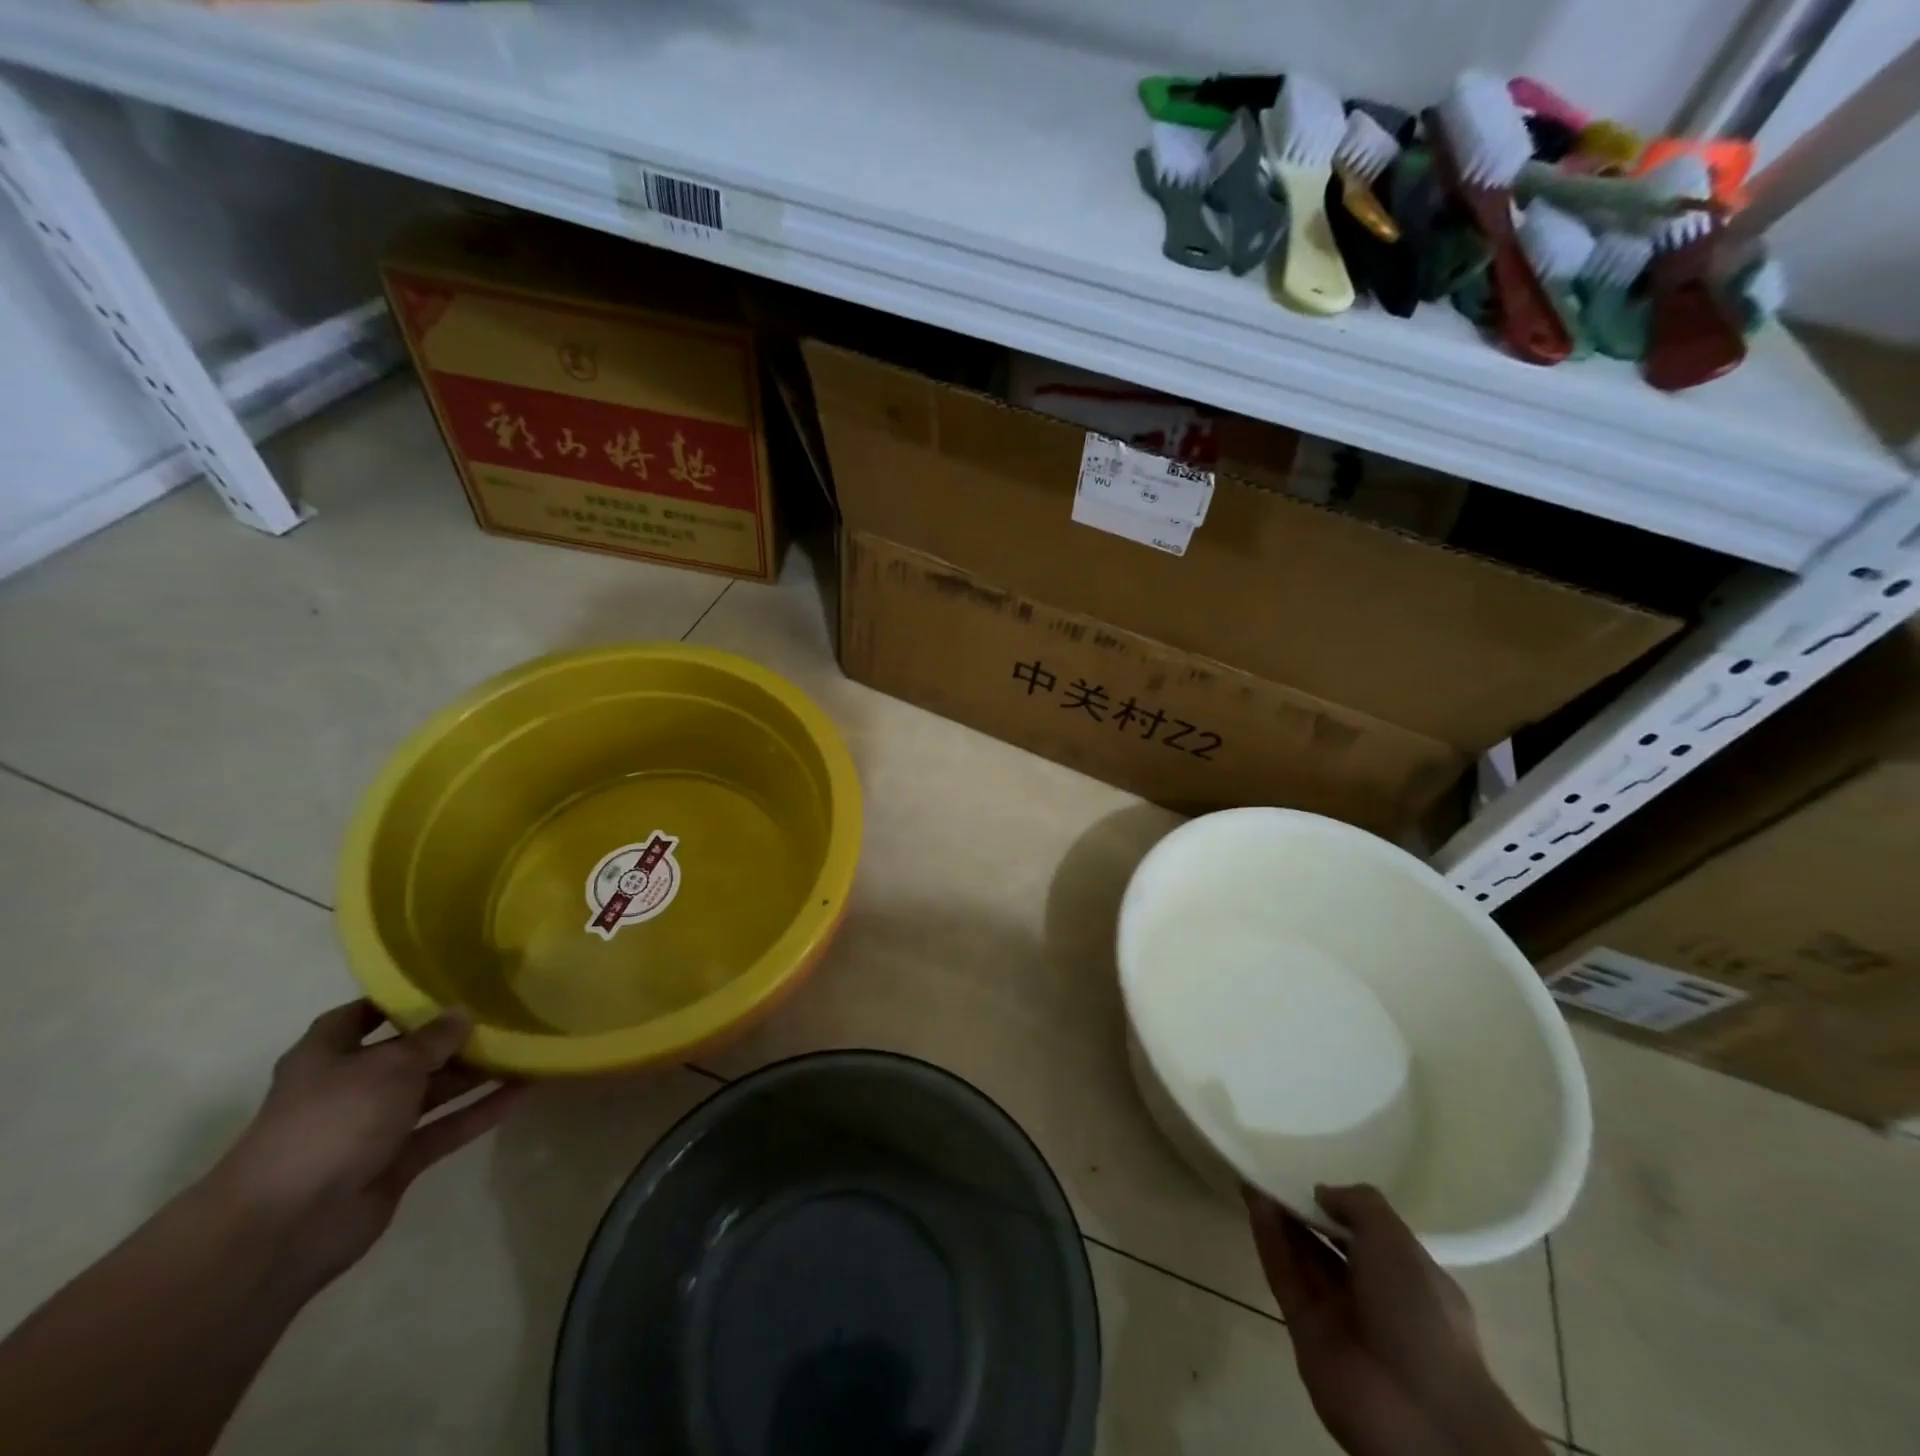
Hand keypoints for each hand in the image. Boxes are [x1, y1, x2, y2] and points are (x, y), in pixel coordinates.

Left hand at [209, 1000, 520, 1290]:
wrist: (288, 1225)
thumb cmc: (332, 1122)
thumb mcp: (390, 1065)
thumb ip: (433, 1039)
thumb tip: (464, 1013)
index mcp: (327, 1056)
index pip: (360, 1016)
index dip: (396, 1001)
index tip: (445, 984)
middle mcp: (348, 1088)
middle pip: (406, 1055)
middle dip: (451, 1038)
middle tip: (504, 1013)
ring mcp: (372, 1129)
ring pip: (432, 1092)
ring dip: (474, 1073)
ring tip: (524, 1047)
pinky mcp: (395, 1163)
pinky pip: (445, 1129)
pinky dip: (479, 1111)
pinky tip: (522, 1090)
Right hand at [1246, 1184, 1544, 1455]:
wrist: (1418, 1414)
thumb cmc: (1420, 1315)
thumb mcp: (1397, 1241)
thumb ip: (1358, 1204)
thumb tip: (1322, 1193)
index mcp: (1409, 1279)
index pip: (1370, 1236)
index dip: (1341, 1207)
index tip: (1311, 1179)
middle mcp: (1374, 1297)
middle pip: (1329, 1245)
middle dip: (1304, 1210)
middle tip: (1273, 1172)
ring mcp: (1338, 1316)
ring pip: (1302, 1258)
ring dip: (1280, 1219)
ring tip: (1255, 1178)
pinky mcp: (1305, 1331)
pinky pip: (1284, 1277)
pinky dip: (1269, 1240)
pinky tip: (1255, 1203)